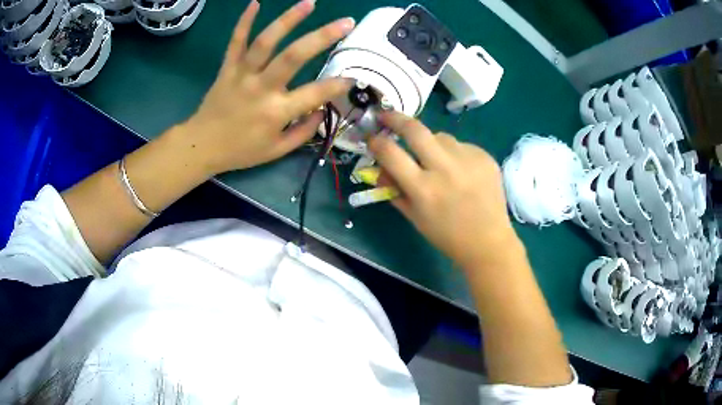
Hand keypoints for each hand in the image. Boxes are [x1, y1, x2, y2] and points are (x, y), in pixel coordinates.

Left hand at [179, 0, 354, 174]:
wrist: (202, 146)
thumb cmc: (241, 150)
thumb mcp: (276, 151)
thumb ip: (303, 132)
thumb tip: (322, 111)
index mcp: (276, 112)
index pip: (314, 94)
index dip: (337, 85)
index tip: (352, 77)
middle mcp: (261, 88)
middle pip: (293, 56)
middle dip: (322, 37)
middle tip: (346, 23)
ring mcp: (242, 74)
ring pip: (266, 41)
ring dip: (288, 19)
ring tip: (310, 2)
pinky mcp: (227, 67)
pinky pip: (236, 41)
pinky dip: (244, 21)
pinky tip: (255, 2)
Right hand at [369, 112, 518, 269]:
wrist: (489, 242)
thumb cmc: (447, 235)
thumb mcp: (414, 217)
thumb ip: (394, 190)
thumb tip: (379, 167)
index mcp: (424, 189)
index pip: (390, 152)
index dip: (376, 141)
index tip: (372, 137)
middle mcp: (445, 168)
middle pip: (415, 129)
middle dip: (396, 118)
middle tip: (387, 116)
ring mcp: (468, 159)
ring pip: (440, 136)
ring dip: (430, 142)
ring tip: (436, 160)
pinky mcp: (485, 157)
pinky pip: (461, 145)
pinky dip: (453, 153)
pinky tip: (460, 171)